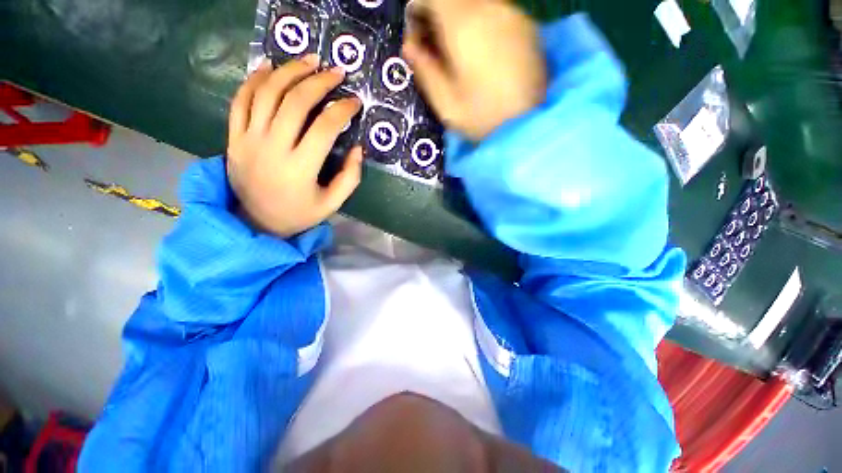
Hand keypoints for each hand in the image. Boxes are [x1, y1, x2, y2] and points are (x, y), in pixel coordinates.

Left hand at [226, 56, 362, 237]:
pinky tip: (269, 66)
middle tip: (336, 71)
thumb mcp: (332, 203)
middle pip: (295, 101)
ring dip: (289, 71)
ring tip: (308, 61)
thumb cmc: (299, 213)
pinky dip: (254, 79)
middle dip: (319, 82)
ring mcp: (248, 139)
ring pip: (267, 93)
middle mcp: (273, 148)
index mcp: (301, 168)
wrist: (257, 222)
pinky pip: (240, 100)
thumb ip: (350, 178)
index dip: (343, 110)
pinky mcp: (234, 137)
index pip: (325, 127)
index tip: (355, 102)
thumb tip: (359, 148)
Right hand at [402, 0, 545, 140]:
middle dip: (437, 17)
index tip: (417, 39)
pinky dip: (479, 25)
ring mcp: (513, 15)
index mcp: (464, 26)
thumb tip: (410, 46)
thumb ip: (425, 71)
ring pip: (475, 4)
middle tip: (434, 50)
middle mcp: (490, 9)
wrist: (531, 126)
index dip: (418, 11)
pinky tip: (481, 54)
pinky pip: (495, 14)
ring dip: (458, 21)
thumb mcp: (446, 104)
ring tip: (458, 55)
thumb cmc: (483, 119)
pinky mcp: (528, 26)